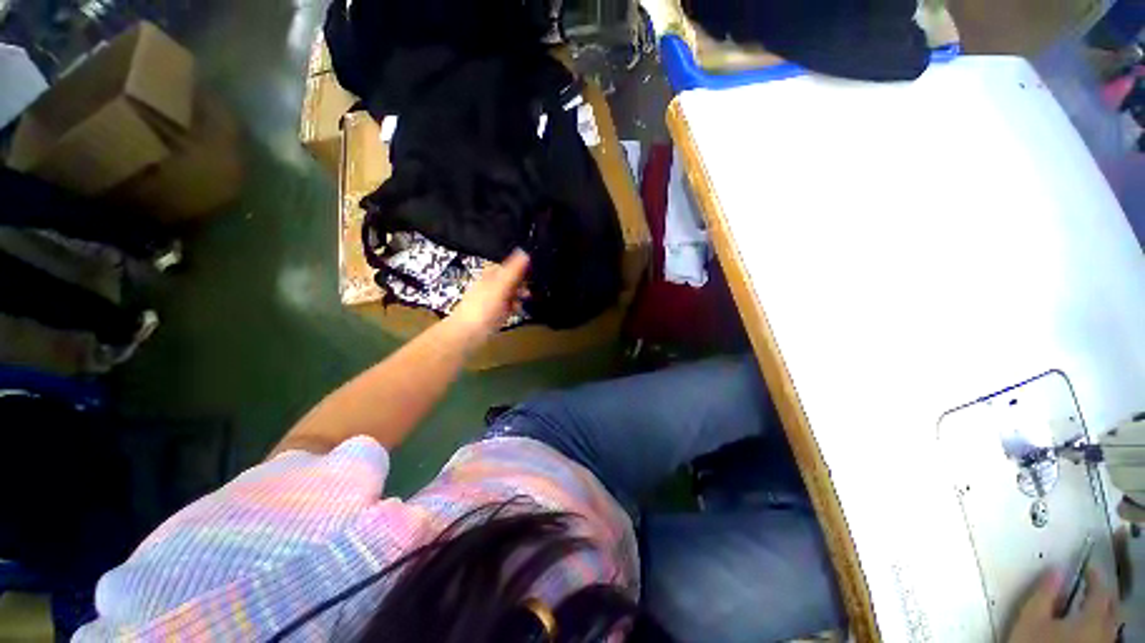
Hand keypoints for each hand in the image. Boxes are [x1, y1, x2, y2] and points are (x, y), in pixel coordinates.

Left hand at [449, 250, 529, 345]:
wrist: (468, 333)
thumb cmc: (484, 308)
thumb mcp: (501, 286)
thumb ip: (513, 270)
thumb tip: (524, 251)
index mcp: (490, 276)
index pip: (507, 266)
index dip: (519, 268)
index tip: (531, 273)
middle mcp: (490, 285)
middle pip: (509, 279)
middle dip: (521, 283)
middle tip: (530, 288)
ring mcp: (491, 300)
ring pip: (509, 293)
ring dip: (519, 295)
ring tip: (526, 299)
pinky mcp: (493, 313)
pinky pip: (507, 306)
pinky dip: (513, 307)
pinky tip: (517, 310)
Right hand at [1008, 568, 1120, 642]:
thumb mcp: (1031, 618)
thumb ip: (1044, 593)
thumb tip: (1055, 571)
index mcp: (1091, 618)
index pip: (1100, 590)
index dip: (1095, 575)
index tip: (1088, 566)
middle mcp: (1103, 632)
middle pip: (1112, 608)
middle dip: (1103, 595)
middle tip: (1092, 584)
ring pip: (1110, 625)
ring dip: (1102, 611)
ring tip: (1089, 606)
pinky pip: (1104, 636)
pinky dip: (1098, 626)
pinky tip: (1086, 630)